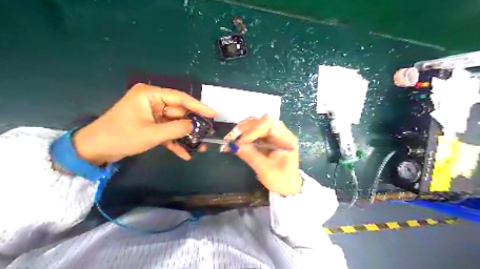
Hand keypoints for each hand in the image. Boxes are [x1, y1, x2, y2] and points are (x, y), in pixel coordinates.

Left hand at [72, 83, 217, 164]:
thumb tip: (195, 126)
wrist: (94, 150)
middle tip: (209, 134)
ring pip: (175, 123)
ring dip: (186, 136)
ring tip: (201, 147)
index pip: (180, 98)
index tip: (214, 114)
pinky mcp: (151, 126)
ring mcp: (152, 114)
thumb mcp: (152, 134)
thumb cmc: (121, 137)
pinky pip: (167, 131)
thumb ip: (177, 129)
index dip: (199, 106)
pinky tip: (186, 154)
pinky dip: (175, 142)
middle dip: (193, 125)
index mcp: (151, 95)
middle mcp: (153, 102)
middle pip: (179, 112)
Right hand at [224, 115, 300, 194]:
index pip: (269, 124)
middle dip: (244, 129)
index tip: (240, 142)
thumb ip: (250, 155)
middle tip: (229, 139)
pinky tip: (235, 141)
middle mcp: (281, 132)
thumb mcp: (265, 170)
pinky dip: (243, 135)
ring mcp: (274, 134)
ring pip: (256, 124)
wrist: (288, 185)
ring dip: (242, 130)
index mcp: (286, 139)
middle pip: (261, 121)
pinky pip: (254, 131)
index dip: (253, 130)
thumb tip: (233, 145)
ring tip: (230, 140)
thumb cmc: (281, 180)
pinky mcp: (268, 138)